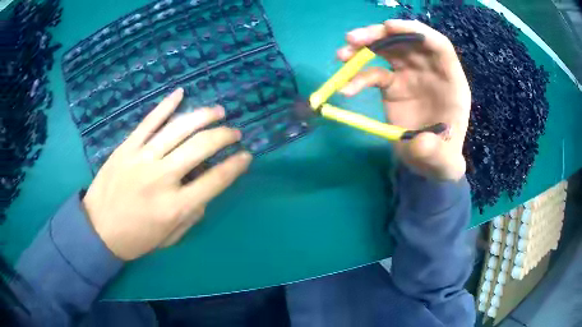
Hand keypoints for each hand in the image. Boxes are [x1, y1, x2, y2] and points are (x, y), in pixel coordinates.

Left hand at [82, 89, 251, 260]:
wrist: (98, 230)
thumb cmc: (136, 239)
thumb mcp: (171, 237)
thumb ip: (192, 214)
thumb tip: (206, 189)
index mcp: (175, 206)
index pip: (215, 180)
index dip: (236, 165)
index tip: (246, 156)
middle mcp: (161, 178)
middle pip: (200, 146)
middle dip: (224, 136)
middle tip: (234, 132)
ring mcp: (142, 158)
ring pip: (178, 128)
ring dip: (203, 116)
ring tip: (218, 111)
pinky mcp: (126, 148)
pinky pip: (149, 122)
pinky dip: (165, 105)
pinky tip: (181, 93)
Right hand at [337, 20, 470, 180]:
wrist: (427, 163)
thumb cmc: (441, 158)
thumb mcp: (443, 162)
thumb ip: (436, 153)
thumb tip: (420, 143)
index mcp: (451, 82)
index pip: (439, 46)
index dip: (416, 32)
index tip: (389, 27)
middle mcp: (430, 72)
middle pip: (408, 41)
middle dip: (381, 35)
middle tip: (353, 39)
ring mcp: (410, 76)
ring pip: (388, 50)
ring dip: (364, 46)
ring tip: (342, 54)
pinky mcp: (393, 86)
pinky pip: (375, 74)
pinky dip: (359, 78)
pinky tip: (346, 88)